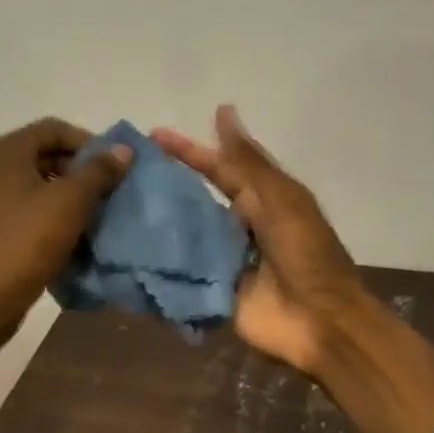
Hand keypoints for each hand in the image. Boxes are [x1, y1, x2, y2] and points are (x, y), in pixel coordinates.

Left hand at [0, 118, 129, 432]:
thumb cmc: (29, 240)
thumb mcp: (72, 201)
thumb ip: (99, 171)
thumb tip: (123, 150)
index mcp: (6, 150)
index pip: (54, 128)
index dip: (88, 141)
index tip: (112, 166)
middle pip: (43, 153)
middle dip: (78, 168)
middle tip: (106, 189)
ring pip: (35, 181)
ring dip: (66, 190)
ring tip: (93, 211)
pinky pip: (25, 204)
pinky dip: (49, 209)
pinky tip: (69, 230)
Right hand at [154, 105, 433, 432]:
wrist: (319, 321)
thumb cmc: (305, 254)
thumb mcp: (280, 199)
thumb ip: (247, 161)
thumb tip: (223, 111)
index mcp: (261, 201)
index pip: (219, 168)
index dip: (189, 152)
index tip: (154, 136)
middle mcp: (239, 226)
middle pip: (197, 201)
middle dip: (165, 188)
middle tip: (123, 173)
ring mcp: (224, 260)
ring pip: (185, 236)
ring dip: (157, 224)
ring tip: (114, 207)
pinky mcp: (213, 291)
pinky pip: (182, 273)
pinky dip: (159, 263)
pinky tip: (125, 251)